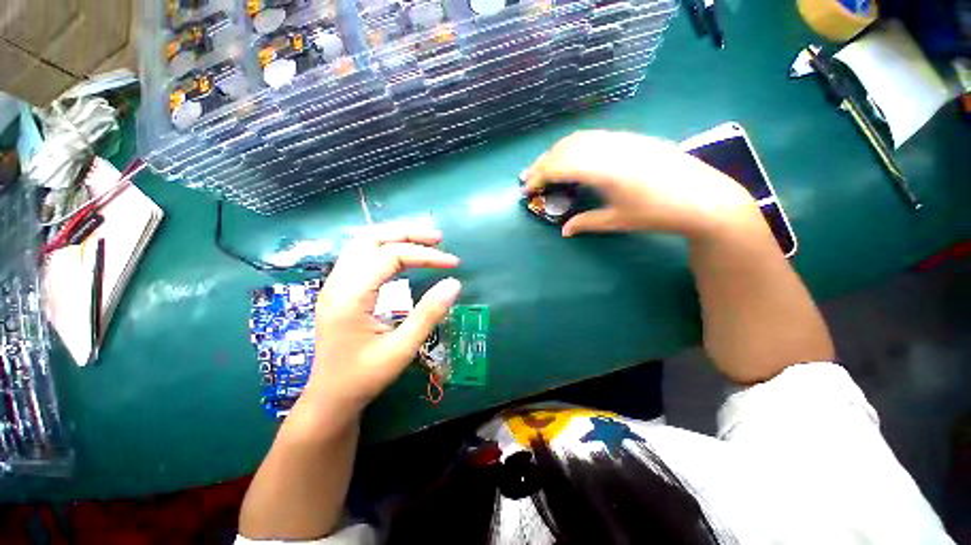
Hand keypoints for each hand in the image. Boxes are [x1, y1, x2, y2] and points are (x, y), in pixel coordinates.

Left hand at [302, 227, 461, 420]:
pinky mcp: (339, 289)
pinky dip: (386, 247)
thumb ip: (429, 314)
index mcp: (350, 296)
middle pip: (371, 237)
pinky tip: (403, 255)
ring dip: (396, 236)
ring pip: (363, 242)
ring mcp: (335, 284)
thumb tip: (454, 284)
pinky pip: (361, 255)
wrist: (329, 398)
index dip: (426, 255)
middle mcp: (337, 282)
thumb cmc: (364, 377)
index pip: (391, 256)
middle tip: (438, 238)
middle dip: (408, 233)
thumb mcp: (402, 349)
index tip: (453, 263)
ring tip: (425, 242)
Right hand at [523, 130, 759, 239]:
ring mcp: (620, 139)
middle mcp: (608, 147)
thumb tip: (563, 231)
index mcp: (602, 169)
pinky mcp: (630, 138)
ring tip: (545, 168)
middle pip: (564, 148)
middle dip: (542, 163)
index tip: (525, 190)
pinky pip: (593, 137)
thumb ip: (586, 223)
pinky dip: (574, 147)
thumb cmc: (657, 213)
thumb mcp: (617, 221)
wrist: (703, 197)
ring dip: (556, 152)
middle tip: (529, 178)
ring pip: (578, 139)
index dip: (538, 177)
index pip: (559, 167)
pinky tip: (572, 159)